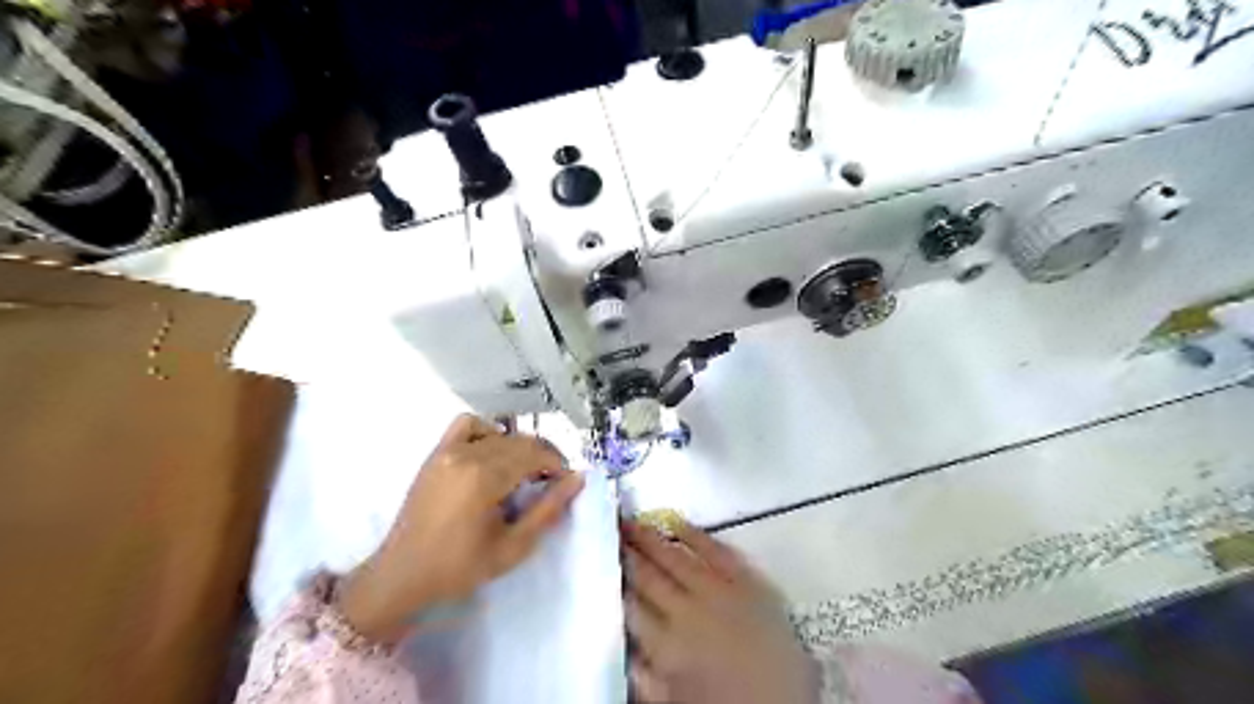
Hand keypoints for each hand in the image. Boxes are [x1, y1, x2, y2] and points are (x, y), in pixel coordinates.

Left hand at [337, 415, 583, 646]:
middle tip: (550, 482)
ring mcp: (448, 451)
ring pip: (500, 433)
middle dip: (543, 457)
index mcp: (485, 478)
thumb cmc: (460, 568)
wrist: (402, 575)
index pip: (535, 455)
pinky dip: (487, 431)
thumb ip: (548, 510)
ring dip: (519, 446)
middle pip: (521, 441)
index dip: (557, 465)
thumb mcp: (513, 546)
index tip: (565, 483)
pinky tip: (492, 452)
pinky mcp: (436, 454)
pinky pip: (467, 425)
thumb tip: (578, 479)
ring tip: (523, 471)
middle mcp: (467, 455)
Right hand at [621, 519, 817, 700]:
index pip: (630, 605)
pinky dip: (695, 534)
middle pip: (647, 576)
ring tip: (631, 520)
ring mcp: (718, 592)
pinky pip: (716, 550)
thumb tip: (621, 646)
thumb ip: (644, 676)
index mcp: (666, 646)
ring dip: (650, 538)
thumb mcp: (673, 702)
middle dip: (627, 551)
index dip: (614, 580)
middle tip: (610, 528)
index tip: (599, 558)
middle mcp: (686, 612)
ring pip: (675, 558)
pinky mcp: (746, 582)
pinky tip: (676, 522)